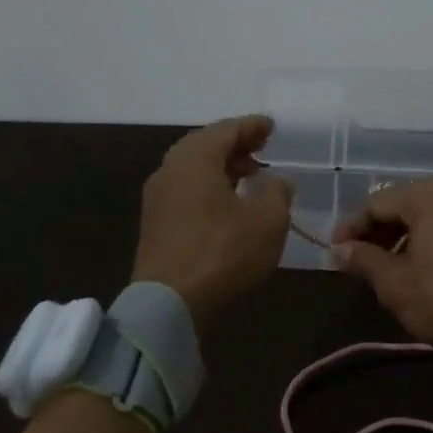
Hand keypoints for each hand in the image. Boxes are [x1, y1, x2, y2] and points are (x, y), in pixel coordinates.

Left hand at [132, 116, 292, 333]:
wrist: (169, 306)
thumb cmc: (223, 252)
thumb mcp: (268, 220)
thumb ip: (277, 192)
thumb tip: (276, 181)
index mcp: (195, 159)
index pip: (227, 130)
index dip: (252, 126)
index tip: (271, 127)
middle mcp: (170, 170)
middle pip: (205, 146)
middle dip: (234, 145)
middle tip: (260, 148)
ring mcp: (158, 198)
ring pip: (193, 170)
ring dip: (222, 167)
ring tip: (249, 175)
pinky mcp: (155, 225)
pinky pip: (186, 191)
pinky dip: (209, 187)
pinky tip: (228, 203)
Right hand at [331, 179, 432, 348]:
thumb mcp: (395, 282)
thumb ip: (363, 260)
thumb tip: (338, 250)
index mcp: (427, 195)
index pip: (376, 204)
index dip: (351, 227)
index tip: (334, 252)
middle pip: (402, 205)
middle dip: (377, 232)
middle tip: (357, 261)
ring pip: (425, 216)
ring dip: (400, 238)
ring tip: (384, 268)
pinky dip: (425, 241)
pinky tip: (416, 267)